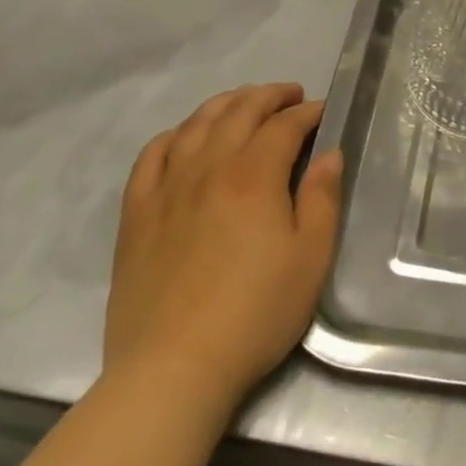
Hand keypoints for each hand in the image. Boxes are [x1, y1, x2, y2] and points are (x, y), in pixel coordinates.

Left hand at [105, 84, 342, 423]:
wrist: (173, 369)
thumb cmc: (255, 313)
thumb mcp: (311, 257)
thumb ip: (322, 198)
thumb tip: (329, 154)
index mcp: (254, 176)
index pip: (284, 125)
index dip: (308, 112)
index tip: (323, 112)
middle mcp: (209, 168)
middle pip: (239, 111)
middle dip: (269, 96)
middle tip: (290, 97)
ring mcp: (167, 189)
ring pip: (195, 124)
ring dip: (225, 104)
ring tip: (244, 105)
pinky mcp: (137, 215)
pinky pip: (151, 156)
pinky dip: (173, 135)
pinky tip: (185, 138)